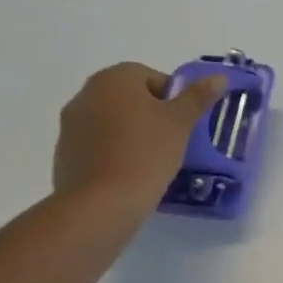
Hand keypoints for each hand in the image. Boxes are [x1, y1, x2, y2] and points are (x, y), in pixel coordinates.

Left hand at [53, 63, 227, 202]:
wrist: (100, 205)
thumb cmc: (145, 152)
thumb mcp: (181, 122)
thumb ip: (198, 96)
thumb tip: (219, 77)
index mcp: (114, 78)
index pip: (152, 77)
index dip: (172, 99)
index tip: (182, 123)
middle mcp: (86, 94)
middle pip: (130, 98)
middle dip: (151, 114)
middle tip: (171, 139)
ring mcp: (70, 125)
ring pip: (113, 122)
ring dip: (131, 133)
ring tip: (152, 160)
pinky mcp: (63, 155)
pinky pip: (97, 145)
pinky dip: (114, 153)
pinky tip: (129, 174)